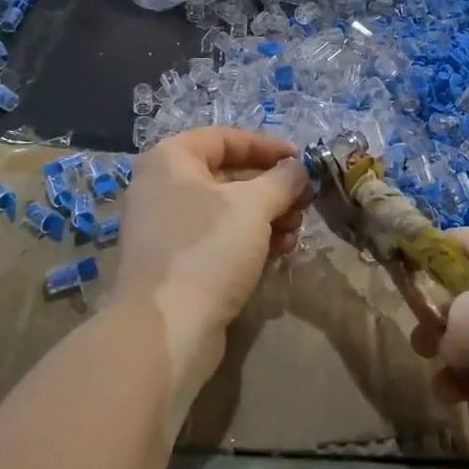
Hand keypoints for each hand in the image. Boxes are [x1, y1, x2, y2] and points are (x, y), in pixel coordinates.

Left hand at [114, 127, 310, 384]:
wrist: (166, 329)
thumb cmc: (208, 249)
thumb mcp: (254, 206)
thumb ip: (282, 180)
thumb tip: (298, 168)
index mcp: (171, 160)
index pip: (225, 138)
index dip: (267, 146)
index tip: (301, 161)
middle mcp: (164, 188)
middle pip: (228, 175)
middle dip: (272, 188)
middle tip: (305, 201)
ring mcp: (167, 228)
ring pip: (227, 211)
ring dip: (267, 216)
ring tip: (297, 231)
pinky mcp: (177, 264)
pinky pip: (219, 240)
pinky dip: (250, 240)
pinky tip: (281, 251)